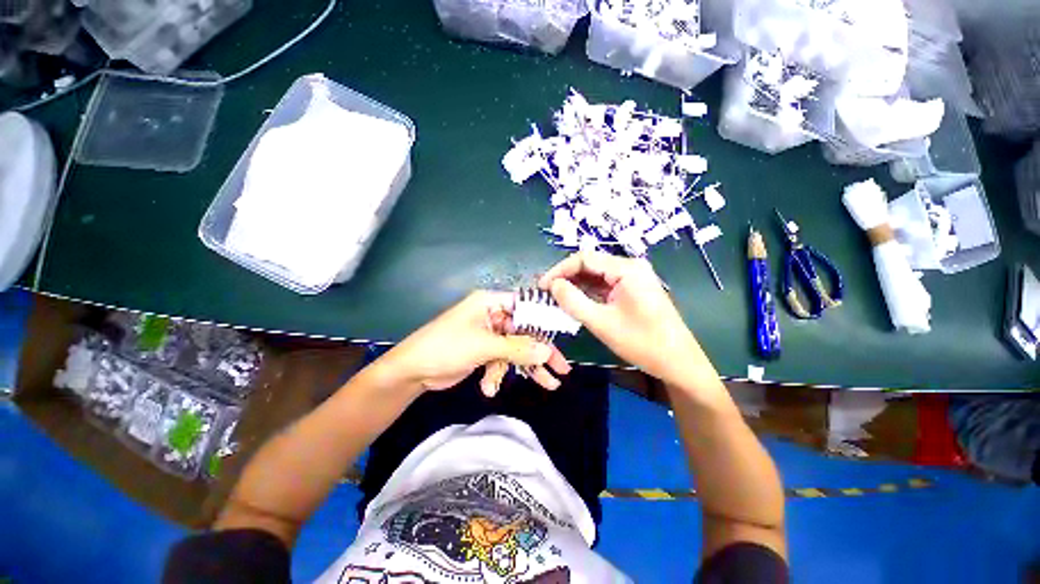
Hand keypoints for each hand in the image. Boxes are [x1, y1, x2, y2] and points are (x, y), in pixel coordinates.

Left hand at [377, 291, 570, 395]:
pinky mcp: (483, 351)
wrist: (412, 372)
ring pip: (515, 349)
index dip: (544, 320)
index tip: (563, 334)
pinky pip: (501, 361)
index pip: (525, 306)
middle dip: (540, 352)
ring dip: (525, 368)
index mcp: (491, 303)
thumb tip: (547, 352)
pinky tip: (489, 387)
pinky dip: (498, 374)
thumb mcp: (484, 346)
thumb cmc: (446, 347)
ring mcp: (488, 335)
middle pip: (524, 332)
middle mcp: (492, 315)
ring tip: (548, 385)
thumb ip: (517, 348)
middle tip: (561, 369)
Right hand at [539, 251, 698, 383]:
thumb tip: (553, 285)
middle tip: (547, 293)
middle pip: (590, 264)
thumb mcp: (601, 323)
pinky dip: (589, 292)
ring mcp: (634, 277)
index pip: (584, 258)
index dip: (559, 270)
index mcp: (626, 269)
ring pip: (596, 275)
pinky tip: (576, 302)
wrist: (678, 362)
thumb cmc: (641, 343)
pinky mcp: (633, 289)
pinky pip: (605, 284)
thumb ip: (573, 301)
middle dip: (567, 277)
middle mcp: (631, 267)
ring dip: (576, 285)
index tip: (542, 286)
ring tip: (557, 299)